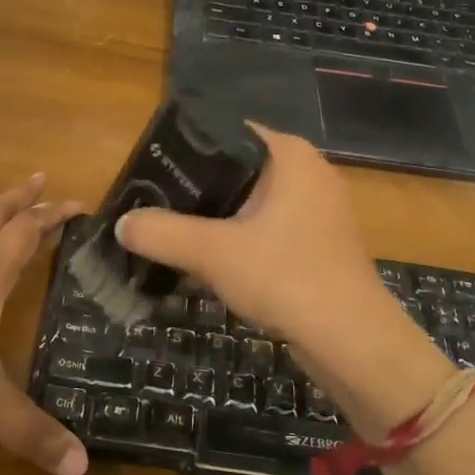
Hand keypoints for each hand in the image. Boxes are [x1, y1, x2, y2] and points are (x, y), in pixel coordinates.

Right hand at [114, 128, 417, 380]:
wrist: (352, 341)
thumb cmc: (286, 276)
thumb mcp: (214, 253)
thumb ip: (163, 233)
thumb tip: (122, 224)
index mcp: (289, 155)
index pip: (227, 133)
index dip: (186, 150)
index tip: (150, 172)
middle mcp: (307, 173)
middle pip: (236, 170)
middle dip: (195, 191)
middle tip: (152, 207)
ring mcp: (318, 210)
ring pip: (251, 205)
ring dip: (215, 222)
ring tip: (170, 236)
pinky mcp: (319, 244)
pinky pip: (267, 231)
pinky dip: (239, 243)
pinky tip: (207, 265)